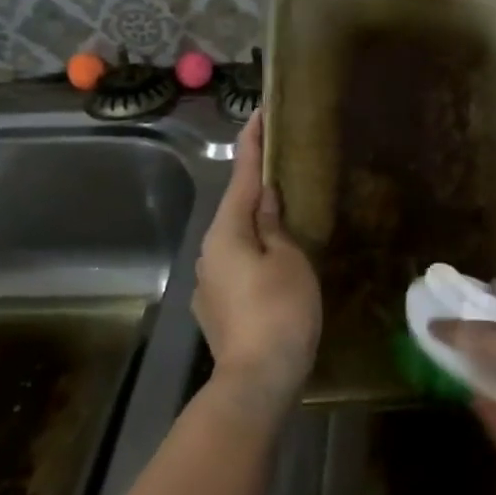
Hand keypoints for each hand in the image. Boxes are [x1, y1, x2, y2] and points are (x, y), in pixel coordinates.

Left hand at [192, 111, 320, 420]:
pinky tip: (273, 264)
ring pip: (235, 240)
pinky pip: (236, 266)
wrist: (256, 381)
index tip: (259, 113)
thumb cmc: (279, 312)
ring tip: (284, 216)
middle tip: (283, 167)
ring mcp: (208, 283)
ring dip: (255, 224)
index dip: (252, 143)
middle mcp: (208, 252)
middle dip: (255, 187)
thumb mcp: (288, 260)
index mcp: (226, 233)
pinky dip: (253, 255)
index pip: (241, 176)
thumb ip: (273, 224)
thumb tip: (262, 197)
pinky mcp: (215, 308)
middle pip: (235, 209)